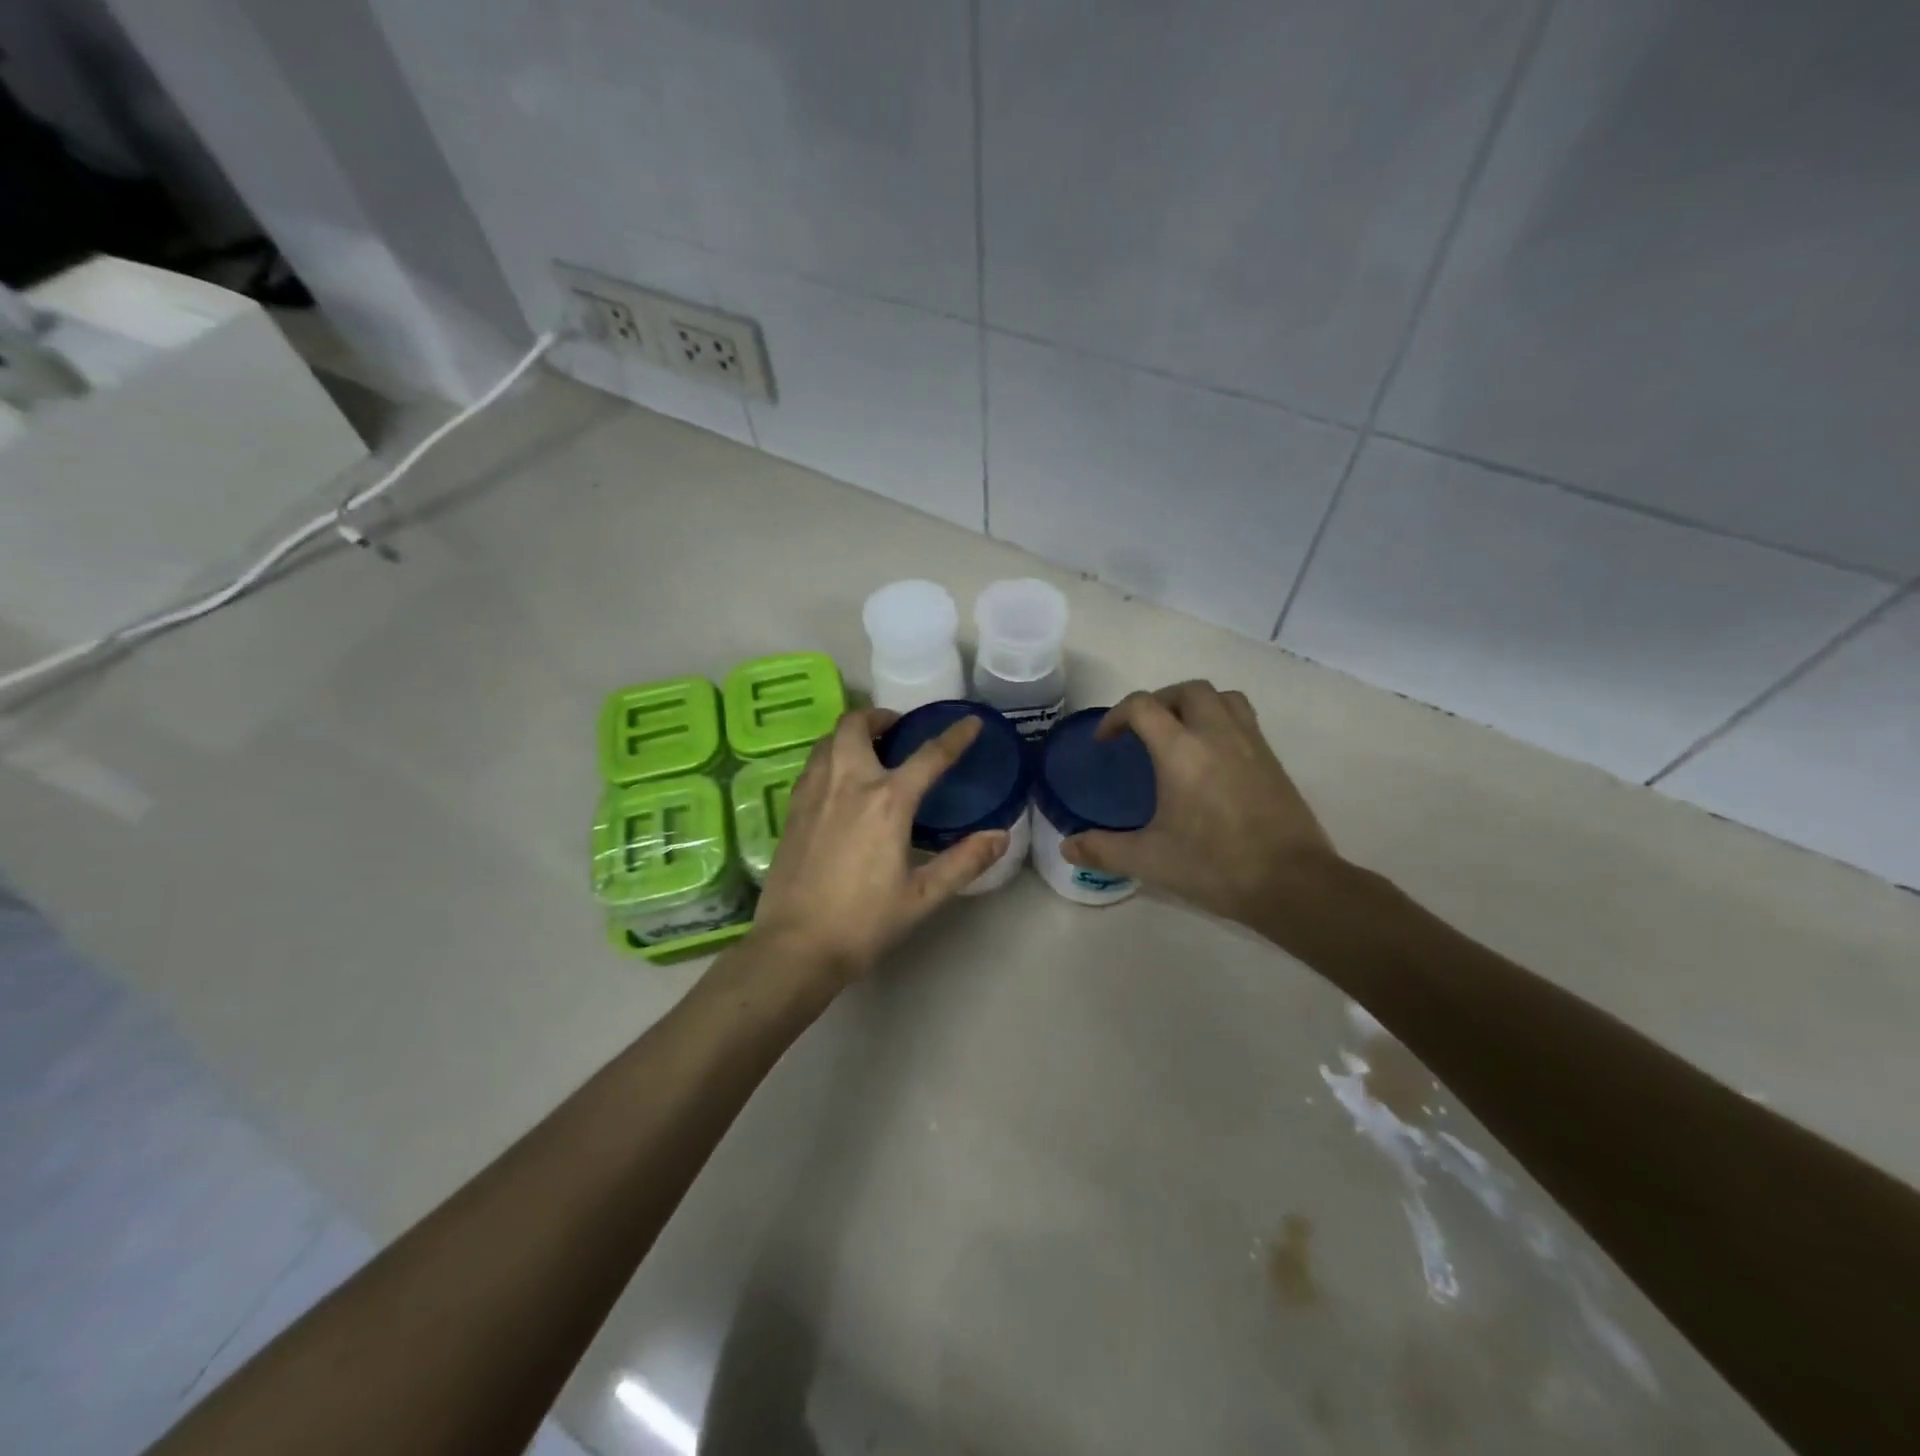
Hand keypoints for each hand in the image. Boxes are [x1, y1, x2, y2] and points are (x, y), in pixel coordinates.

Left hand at [751, 708, 1007, 983]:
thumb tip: (1000, 835)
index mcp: (887, 801)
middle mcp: (847, 783)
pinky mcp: (791, 809)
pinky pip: (813, 764)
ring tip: (869, 749)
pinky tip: (839, 782)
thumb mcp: (923, 896)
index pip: (929, 756)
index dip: (955, 736)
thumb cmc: (864, 922)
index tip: (971, 722)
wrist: (795, 947)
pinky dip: (830, 756)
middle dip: (880, 717)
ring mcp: (813, 793)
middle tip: (898, 729)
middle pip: (857, 725)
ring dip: (851, 733)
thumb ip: (964, 861)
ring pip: (828, 740)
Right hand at [1061, 680, 1341, 925]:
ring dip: (1194, 704)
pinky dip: (1221, 720)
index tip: (1106, 742)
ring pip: (1221, 697)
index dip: (1116, 716)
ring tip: (1179, 732)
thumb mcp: (1150, 860)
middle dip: (1158, 701)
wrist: (1292, 882)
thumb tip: (1067, 847)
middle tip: (1143, 731)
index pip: (1142, 706)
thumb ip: (1103, 850)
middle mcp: (1216, 734)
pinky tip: (1212, 757)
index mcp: (1181, 751)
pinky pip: (1243, 718)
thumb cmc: (1215, 866)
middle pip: (1186, 690)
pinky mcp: (1272, 759)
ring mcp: (1250, 743)